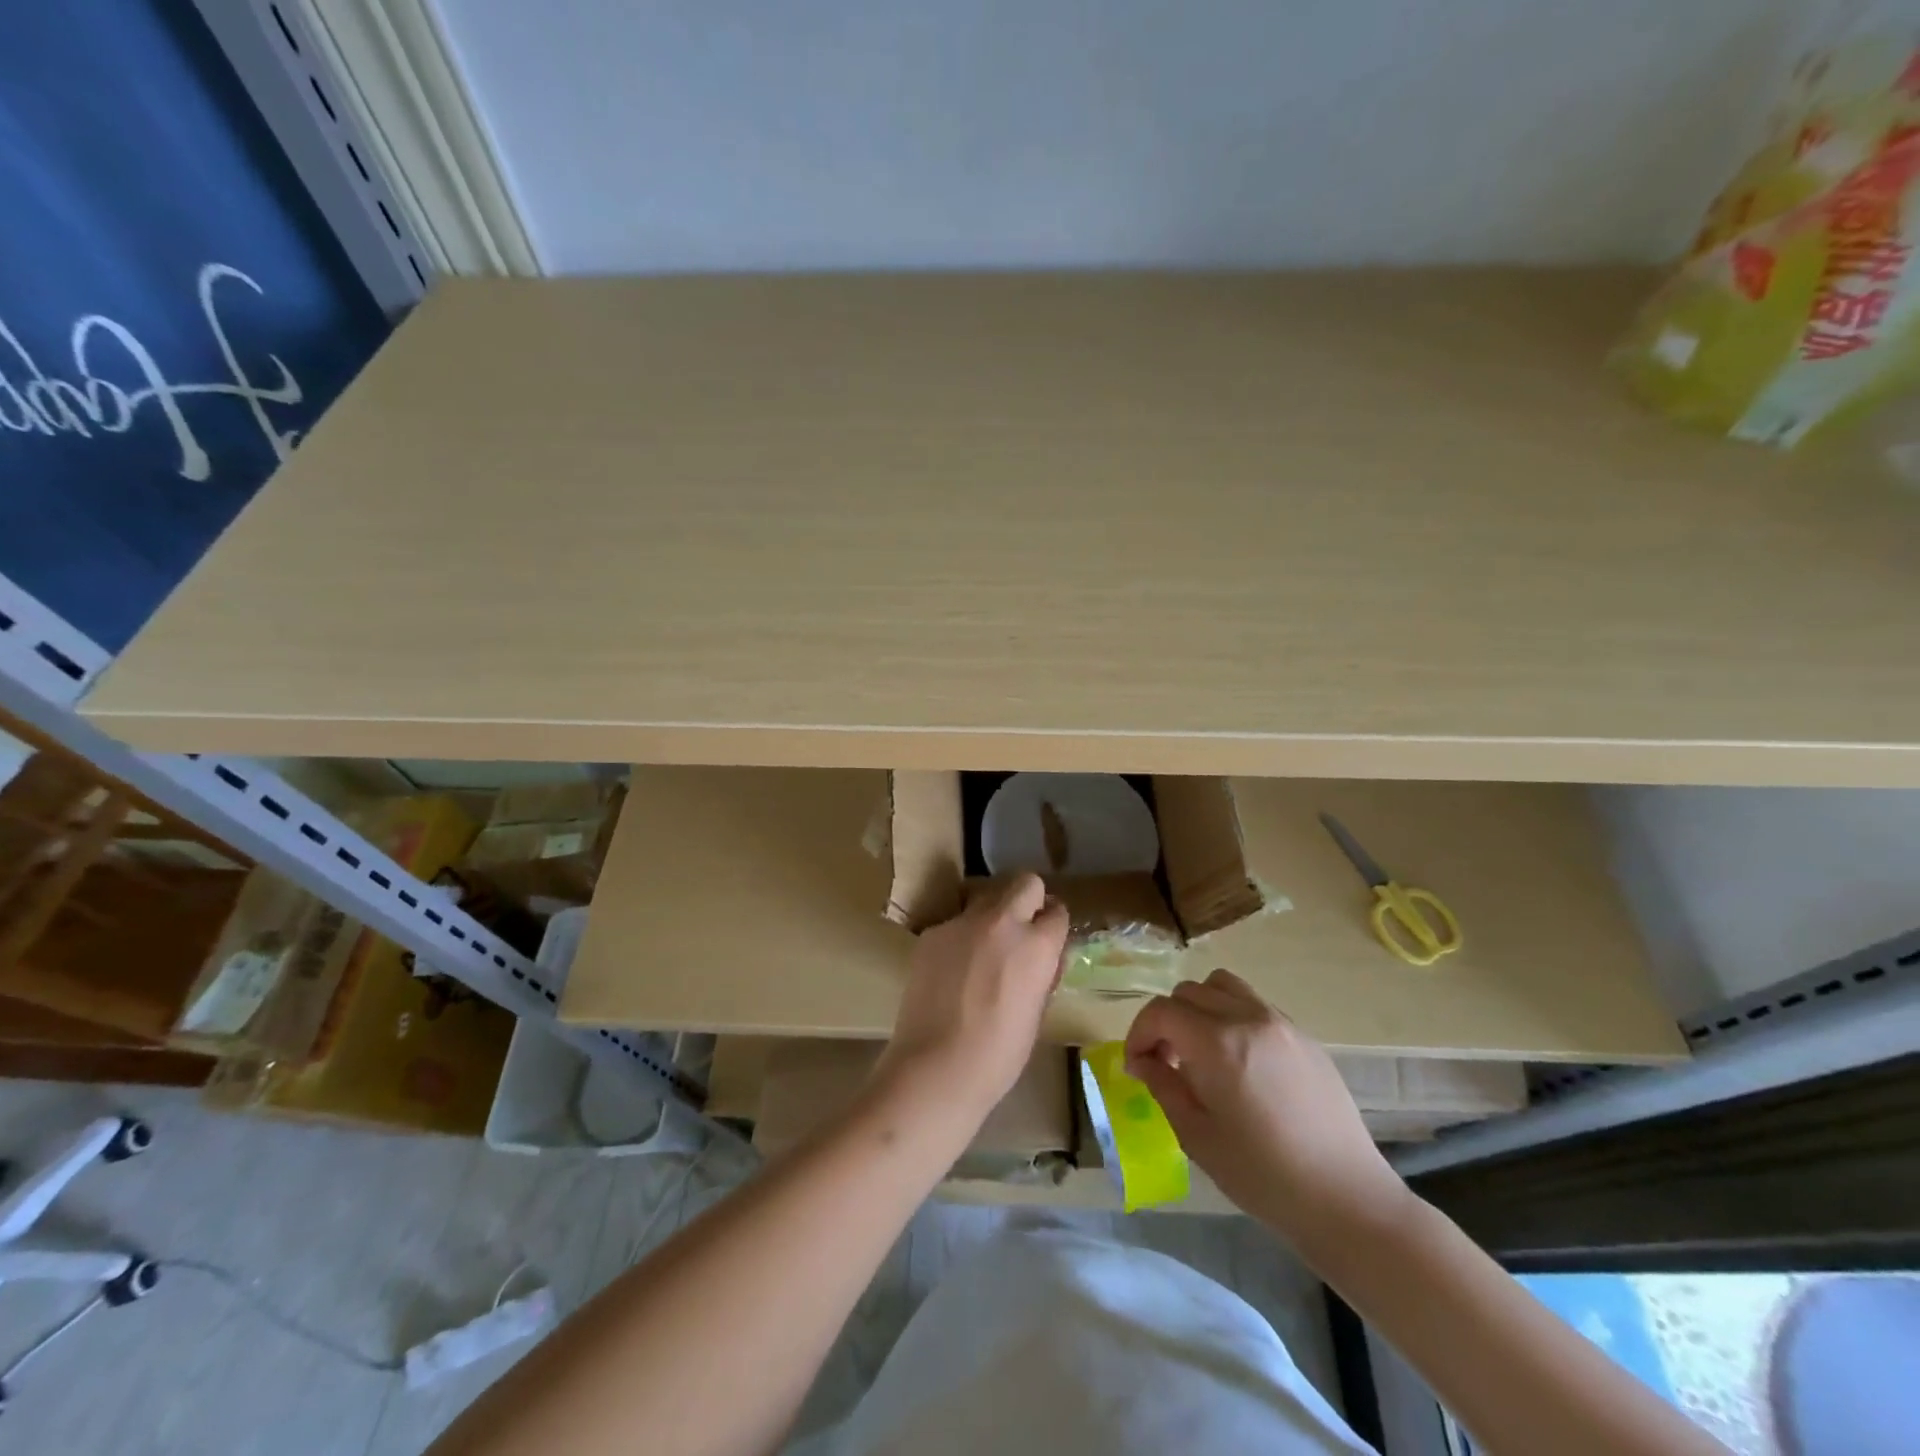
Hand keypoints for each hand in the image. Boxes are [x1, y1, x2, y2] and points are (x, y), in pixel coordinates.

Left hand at [875, 873, 1069, 1130]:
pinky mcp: (933, 932)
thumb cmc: (999, 1054)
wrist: (936, 1066)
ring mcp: (962, 923)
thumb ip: (1041, 972)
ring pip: (986, 899)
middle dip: (1029, 899)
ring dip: (992, 917)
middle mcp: (1002, 922)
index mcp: (1037, 945)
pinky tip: (953, 971)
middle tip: (1021, 930)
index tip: (1047, 939)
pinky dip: (961, 939)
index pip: (1058, 911)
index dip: (1053, 925)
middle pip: (1025, 882)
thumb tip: (1040, 957)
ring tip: (983, 952)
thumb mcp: (1037, 1011)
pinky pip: (956, 924)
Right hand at [1124, 968, 1410, 1246]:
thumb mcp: (1196, 1136)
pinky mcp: (1304, 1036)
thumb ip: (1163, 1087)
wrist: (1346, 1199)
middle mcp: (1247, 1018)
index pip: (1161, 1011)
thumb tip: (1143, 1062)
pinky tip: (1240, 1062)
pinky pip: (1254, 1004)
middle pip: (1189, 992)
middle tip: (1166, 1062)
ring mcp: (1280, 1023)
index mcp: (1217, 1044)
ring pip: (1223, 986)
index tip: (1136, 1066)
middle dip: (1167, 1021)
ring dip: (1200, 1008)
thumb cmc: (1263, 1176)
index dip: (1139, 1034)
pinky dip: (1232, 1017)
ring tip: (1201, 1050)